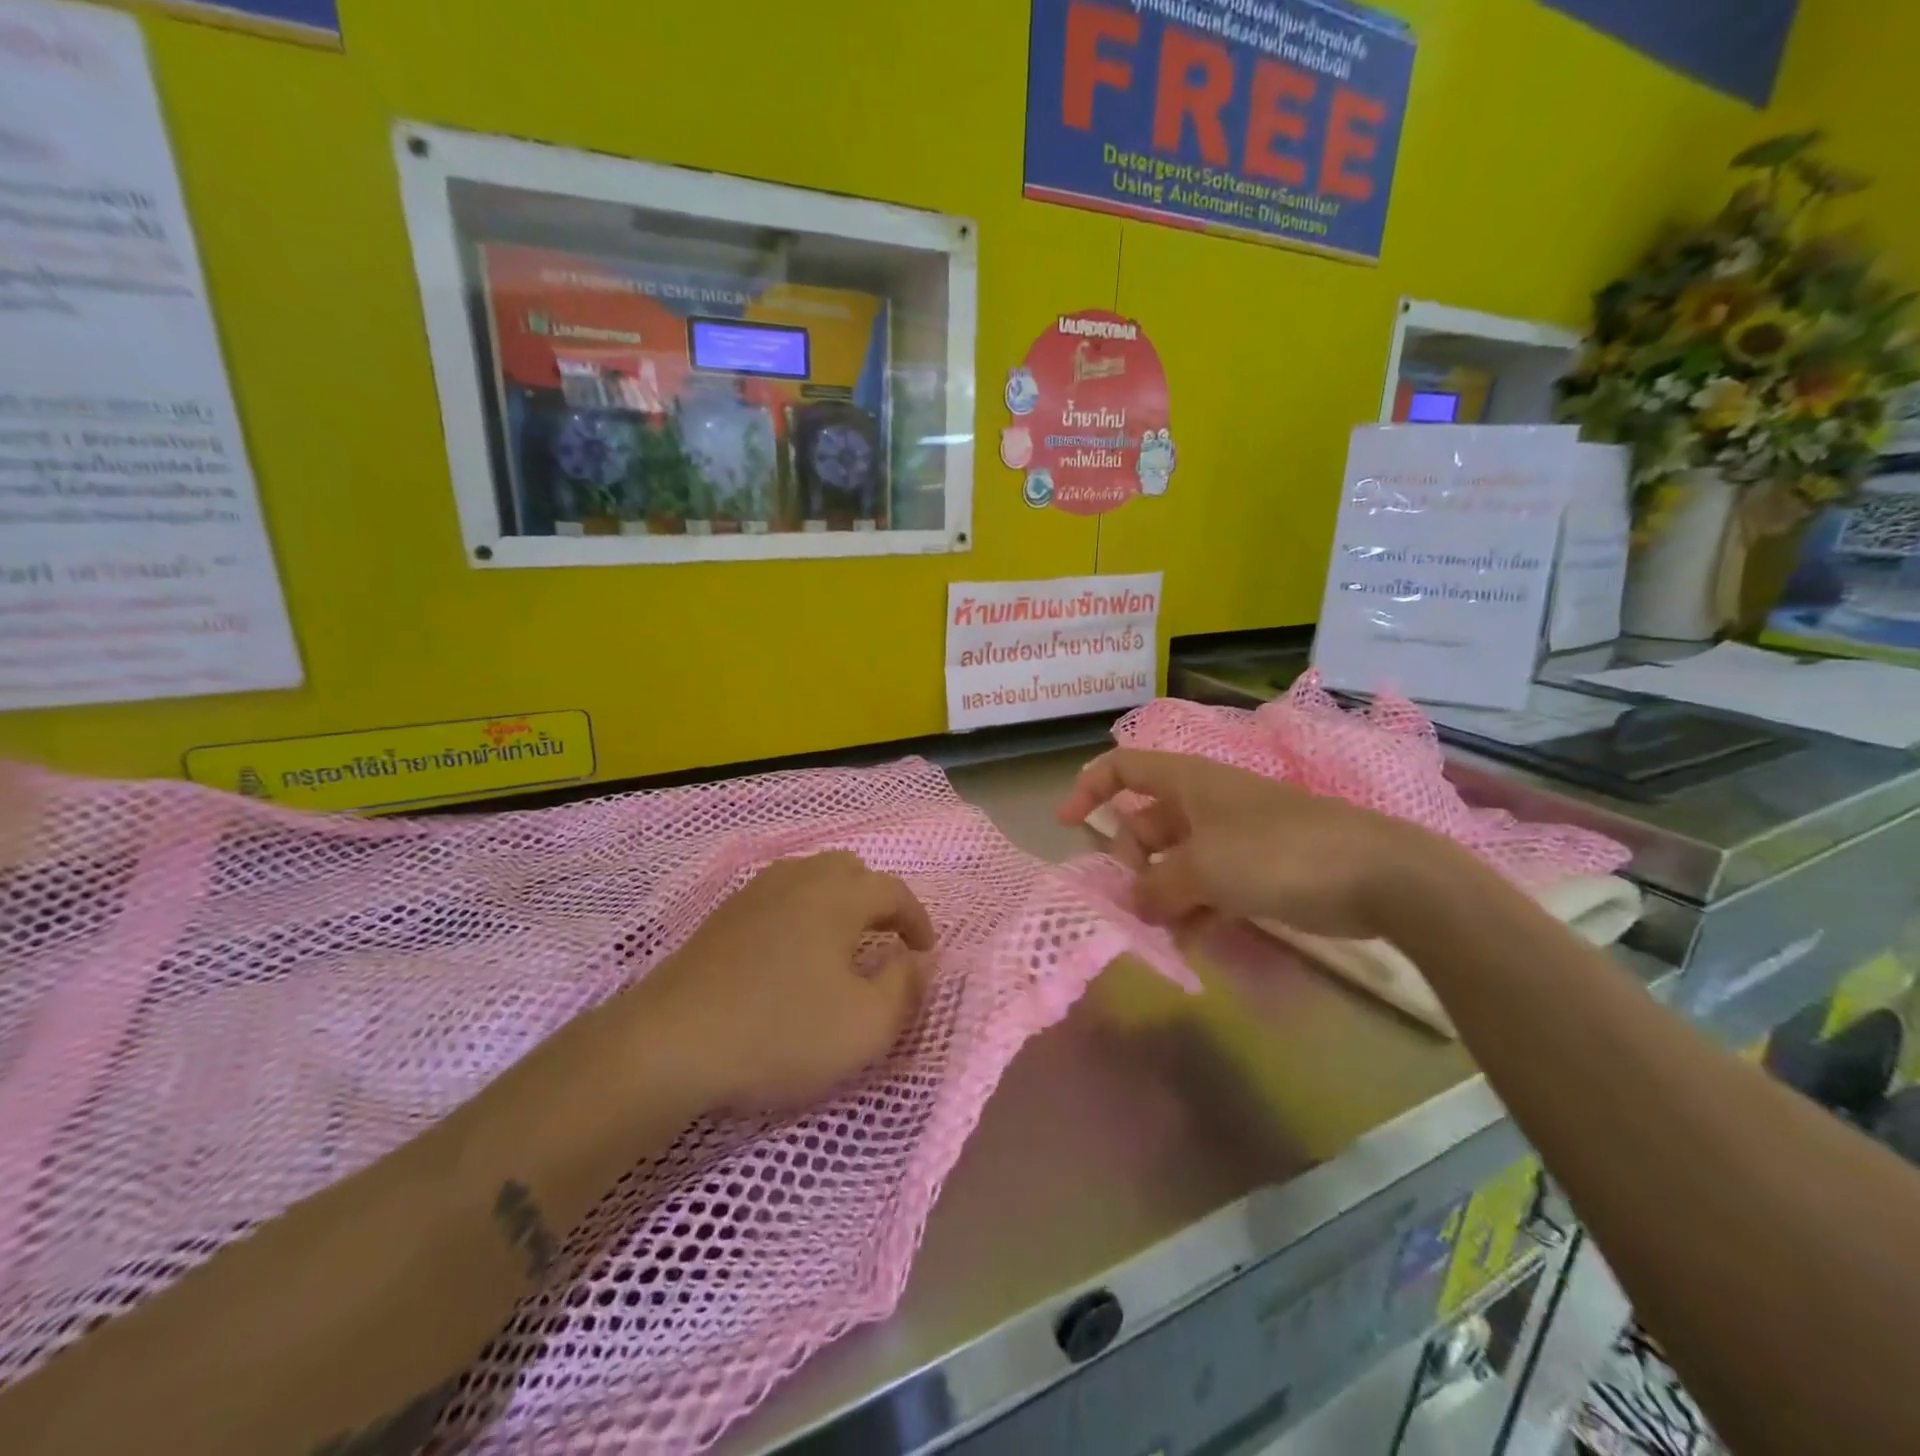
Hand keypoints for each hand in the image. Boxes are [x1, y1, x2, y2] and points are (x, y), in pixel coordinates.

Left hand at [629, 852, 936, 1112]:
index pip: (893, 890)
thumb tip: (915, 961)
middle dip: (876, 900)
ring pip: (810, 877)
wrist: (671, 1043)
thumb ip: (906, 988)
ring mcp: (755, 893)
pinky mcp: (724, 914)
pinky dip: (802, 911)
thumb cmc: (781, 1032)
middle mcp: (799, 879)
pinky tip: (792, 951)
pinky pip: (779, 895)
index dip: (917, 919)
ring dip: (838, 902)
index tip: (925, 953)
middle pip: (850, 870)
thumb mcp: (866, 1027)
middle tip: (885, 940)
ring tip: (842, 943)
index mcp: (838, 896)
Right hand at [1059, 748, 1454, 940]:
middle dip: (1129, 862)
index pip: (1124, 768)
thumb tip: (1131, 904)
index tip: (1066, 825)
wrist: (1378, 874)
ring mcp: (1232, 837)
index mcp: (1188, 782)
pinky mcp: (1257, 869)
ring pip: (1175, 861)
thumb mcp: (1203, 868)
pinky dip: (1194, 909)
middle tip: (1128, 903)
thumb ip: (1156, 888)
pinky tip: (1190, 942)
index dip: (1089, 788)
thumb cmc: (1278, 853)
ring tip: (1157, 932)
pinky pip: (1207, 885)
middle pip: (1145, 824)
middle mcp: (1205, 804)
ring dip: (1160, 894)